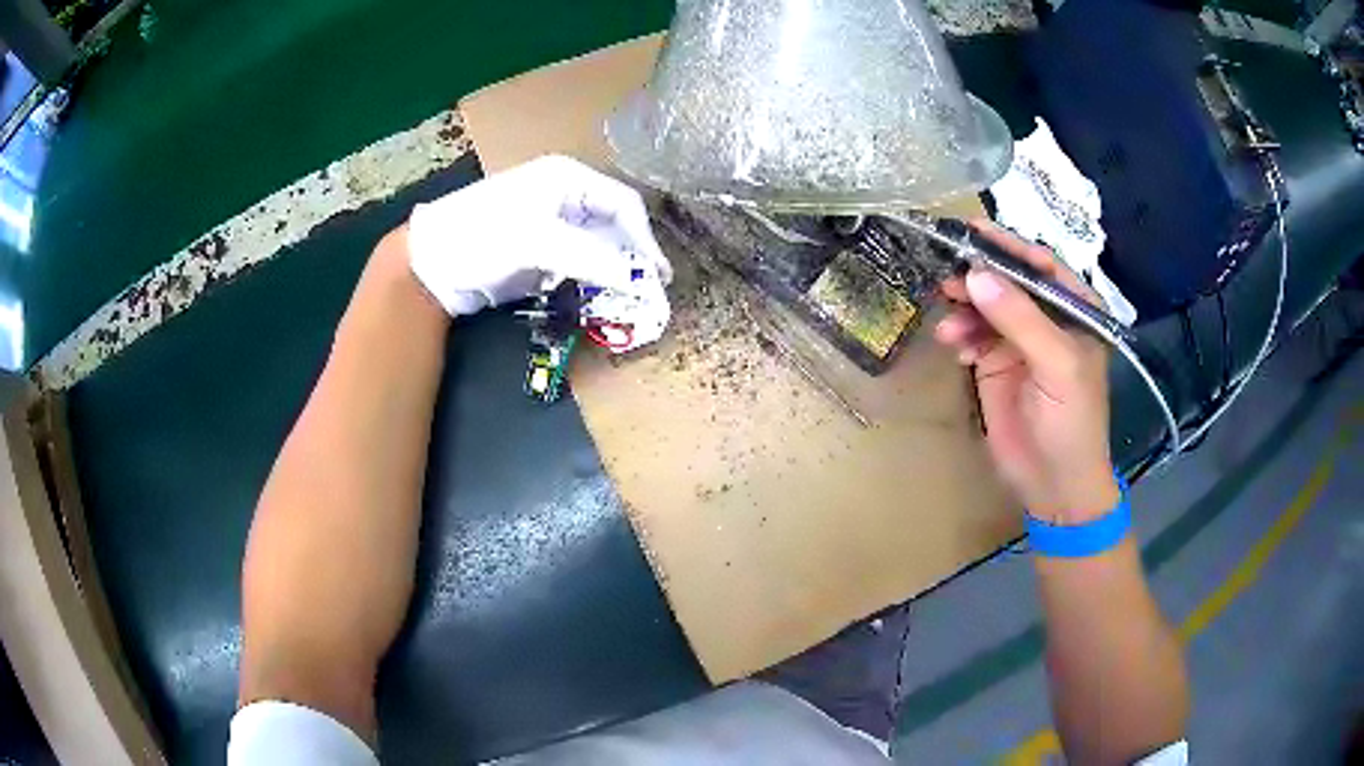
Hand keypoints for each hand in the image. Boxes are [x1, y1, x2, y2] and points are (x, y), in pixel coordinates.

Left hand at [407, 155, 671, 315]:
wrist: (430, 263)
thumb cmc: (481, 236)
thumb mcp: (536, 240)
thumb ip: (591, 257)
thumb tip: (639, 280)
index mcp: (567, 178)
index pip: (623, 204)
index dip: (644, 239)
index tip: (657, 276)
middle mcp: (564, 195)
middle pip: (613, 224)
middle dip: (632, 256)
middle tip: (648, 292)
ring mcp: (551, 223)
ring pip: (598, 244)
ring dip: (614, 270)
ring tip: (629, 298)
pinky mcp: (539, 249)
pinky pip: (578, 261)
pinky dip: (592, 278)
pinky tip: (599, 296)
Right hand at [934, 220, 1118, 522]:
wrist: (1054, 483)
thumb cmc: (1071, 421)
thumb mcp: (1056, 366)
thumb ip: (1020, 319)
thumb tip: (976, 276)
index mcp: (1074, 310)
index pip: (1041, 265)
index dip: (1009, 246)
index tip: (972, 229)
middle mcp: (1047, 318)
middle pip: (1008, 281)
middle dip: (979, 276)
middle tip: (949, 276)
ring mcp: (1018, 341)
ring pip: (986, 306)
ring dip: (965, 308)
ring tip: (948, 320)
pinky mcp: (995, 364)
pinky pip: (972, 335)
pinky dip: (960, 336)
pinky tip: (955, 347)